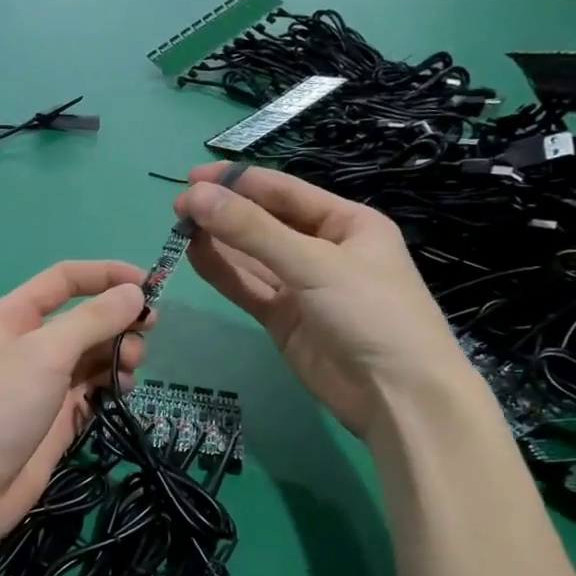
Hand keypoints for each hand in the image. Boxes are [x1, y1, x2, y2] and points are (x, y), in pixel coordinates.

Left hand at [0, 261, 151, 553]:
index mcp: (13, 317)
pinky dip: (110, 385)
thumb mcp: (45, 352)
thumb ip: (93, 320)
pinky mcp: (56, 419)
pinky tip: (121, 391)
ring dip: (117, 353)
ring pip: (91, 355)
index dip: (106, 275)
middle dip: (117, 320)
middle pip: (83, 318)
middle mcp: (28, 345)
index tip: (149, 284)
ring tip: (130, 368)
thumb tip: (135, 292)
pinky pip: (92, 390)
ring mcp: (43, 384)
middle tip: (148, 332)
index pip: (64, 280)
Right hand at [175, 163, 469, 434]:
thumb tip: (195, 196)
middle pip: (265, 222)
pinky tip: (194, 256)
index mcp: (347, 223)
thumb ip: (252, 231)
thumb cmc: (370, 314)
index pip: (284, 191)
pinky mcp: (284, 319)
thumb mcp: (314, 264)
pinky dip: (222, 273)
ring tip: (178, 228)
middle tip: (177, 207)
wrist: (397, 397)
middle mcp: (323, 249)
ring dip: (218, 241)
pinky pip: (248, 288)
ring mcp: (302, 287)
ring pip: (251, 256)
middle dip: (224, 212)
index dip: (238, 182)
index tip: (191, 177)